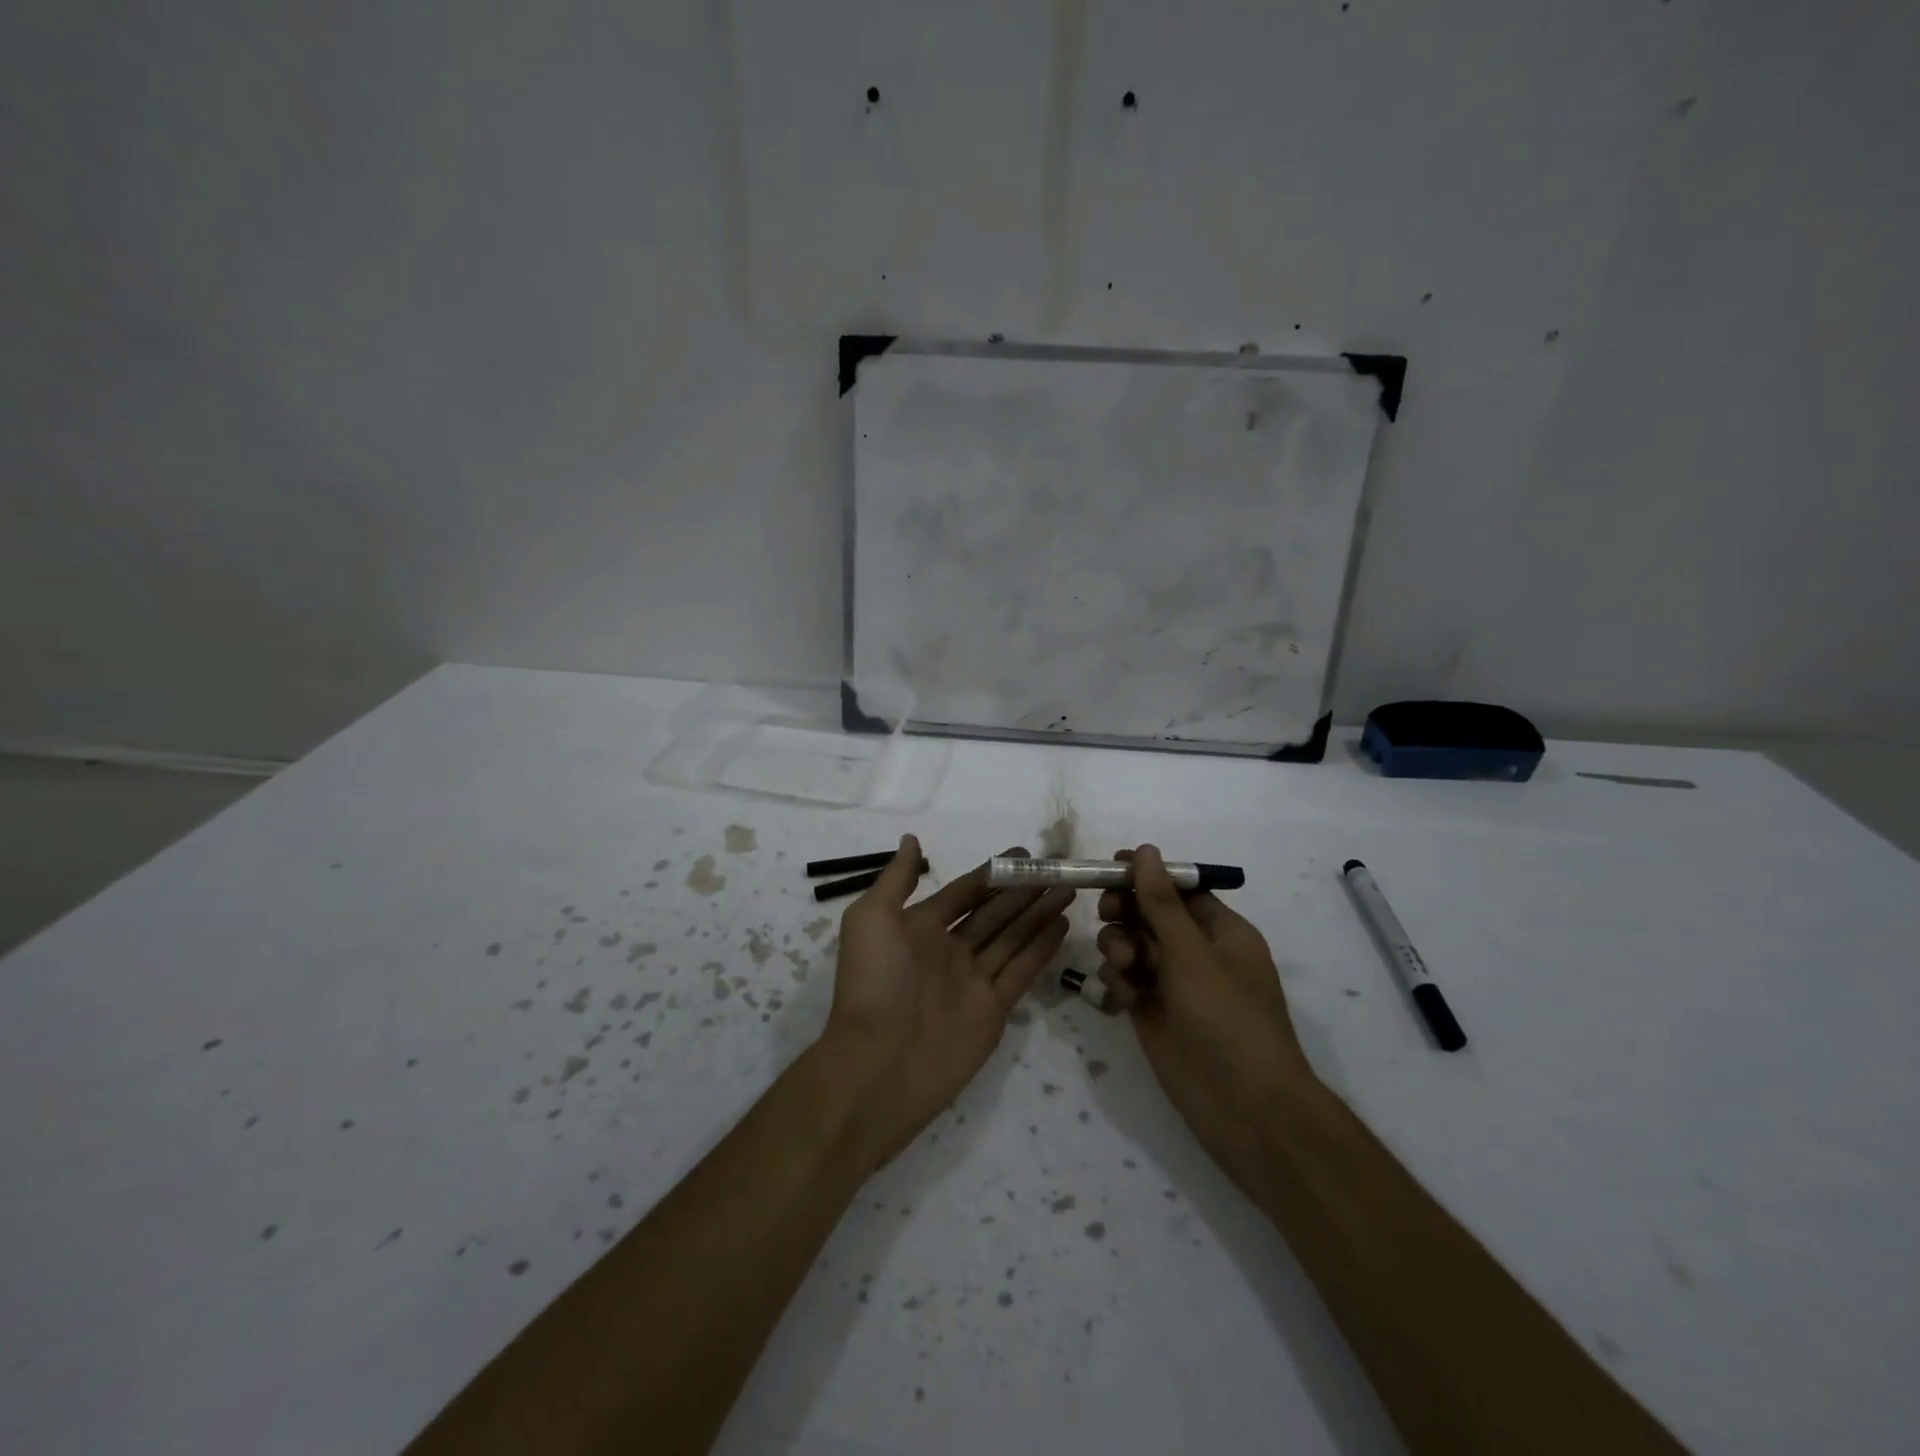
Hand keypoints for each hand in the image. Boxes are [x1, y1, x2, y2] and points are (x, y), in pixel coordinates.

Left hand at [820, 835, 1071, 1168]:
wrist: (878, 1066)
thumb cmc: (873, 984)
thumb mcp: (871, 919)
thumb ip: (897, 879)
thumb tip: (913, 840)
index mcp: (919, 927)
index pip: (964, 892)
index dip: (992, 872)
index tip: (1023, 852)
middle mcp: (949, 950)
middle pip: (994, 912)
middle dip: (1023, 890)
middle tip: (1056, 868)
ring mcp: (973, 981)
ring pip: (1013, 937)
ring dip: (1038, 912)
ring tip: (1067, 889)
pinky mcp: (994, 1009)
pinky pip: (1022, 970)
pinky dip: (1042, 947)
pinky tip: (1062, 924)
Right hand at [1096, 845, 1316, 1188]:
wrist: (1244, 1108)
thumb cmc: (1227, 1018)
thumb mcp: (1192, 953)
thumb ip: (1161, 902)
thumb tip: (1146, 850)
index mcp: (1221, 931)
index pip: (1178, 889)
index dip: (1145, 875)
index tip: (1109, 868)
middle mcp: (1196, 952)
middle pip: (1149, 914)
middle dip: (1126, 911)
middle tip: (1107, 914)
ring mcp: (1173, 984)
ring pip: (1132, 945)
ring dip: (1120, 946)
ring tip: (1123, 966)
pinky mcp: (1151, 1012)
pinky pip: (1125, 980)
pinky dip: (1119, 981)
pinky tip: (1123, 998)